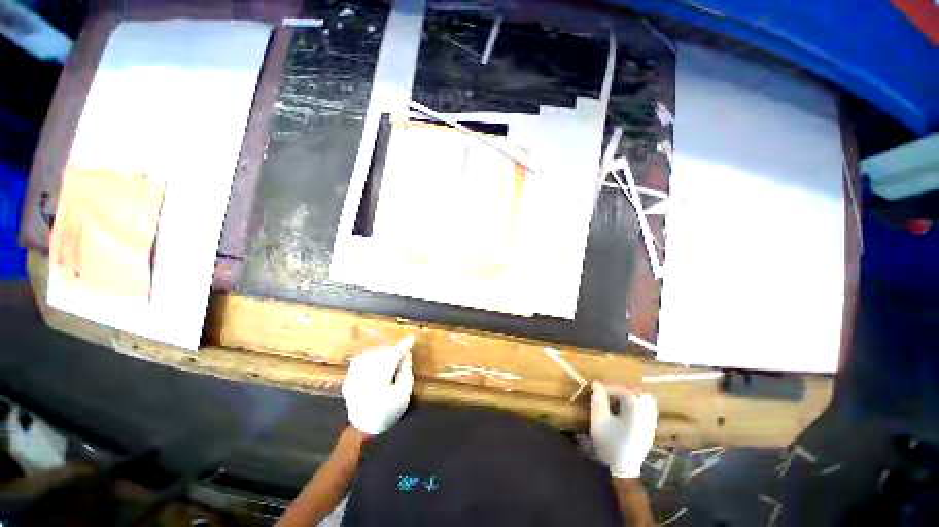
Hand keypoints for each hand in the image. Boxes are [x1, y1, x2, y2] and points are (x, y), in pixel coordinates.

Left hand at [342, 336, 415, 434]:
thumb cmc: (388, 412)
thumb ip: (406, 370)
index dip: (404, 345)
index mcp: (380, 379)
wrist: (364, 428)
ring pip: (369, 353)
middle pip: (381, 353)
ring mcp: (354, 376)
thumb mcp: (404, 393)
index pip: (394, 355)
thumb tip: (406, 354)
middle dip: (392, 350)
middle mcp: (365, 375)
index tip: (412, 338)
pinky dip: (369, 357)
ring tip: (389, 357)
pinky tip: (375, 361)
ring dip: (381, 352)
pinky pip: (359, 360)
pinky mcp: (348, 378)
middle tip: (401, 354)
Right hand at [590, 381, 657, 477]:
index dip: (610, 387)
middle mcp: (646, 414)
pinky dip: (638, 405)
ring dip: (632, 396)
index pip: (624, 390)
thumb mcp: (599, 421)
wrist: (624, 468)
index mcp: (634, 411)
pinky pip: (649, 410)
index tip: (598, 389)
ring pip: (647, 401)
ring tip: (618, 399)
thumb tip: (597, 383)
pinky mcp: (651, 429)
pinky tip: (627, 410)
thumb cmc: (609, 443)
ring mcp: (651, 422)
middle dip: (622, 389)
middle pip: (638, 393)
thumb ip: (598, 400)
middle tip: (609, 392)